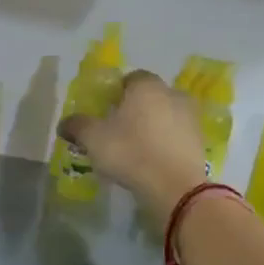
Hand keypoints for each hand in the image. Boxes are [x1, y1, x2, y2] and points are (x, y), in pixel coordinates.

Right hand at [58, 70, 208, 227]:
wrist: (175, 187)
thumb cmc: (130, 152)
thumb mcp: (92, 138)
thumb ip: (77, 125)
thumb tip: (64, 123)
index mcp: (147, 87)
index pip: (131, 78)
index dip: (116, 91)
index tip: (104, 109)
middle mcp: (173, 95)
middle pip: (149, 96)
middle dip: (134, 108)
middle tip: (116, 128)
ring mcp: (190, 118)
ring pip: (164, 115)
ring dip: (151, 126)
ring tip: (133, 147)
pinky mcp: (199, 142)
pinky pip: (175, 135)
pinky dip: (163, 142)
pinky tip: (150, 160)